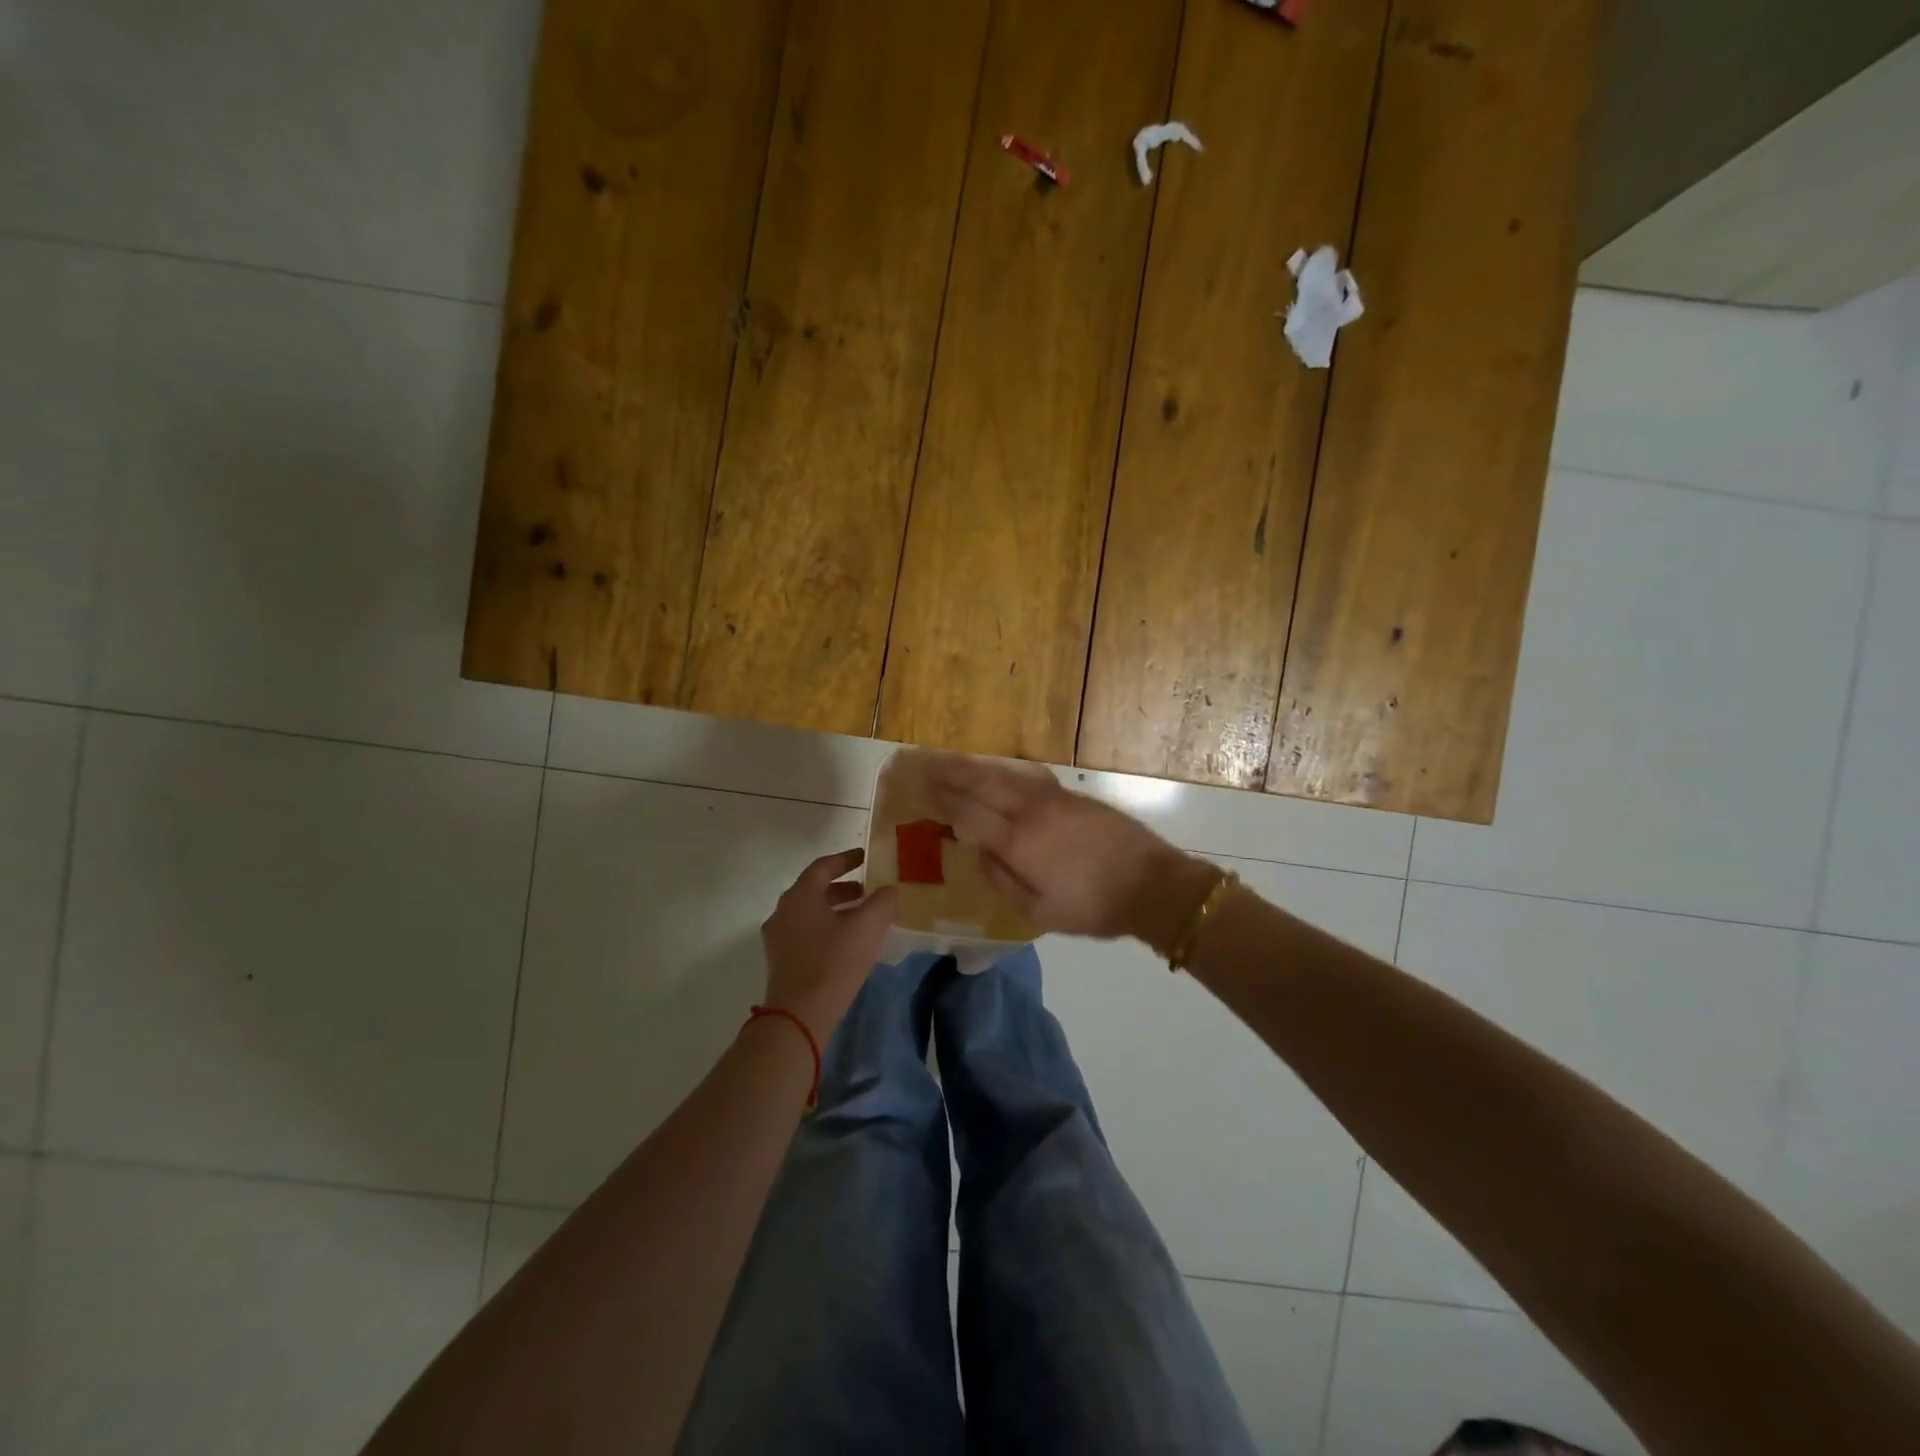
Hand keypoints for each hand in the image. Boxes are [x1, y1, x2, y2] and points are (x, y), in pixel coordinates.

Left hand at [760, 849, 895, 1040]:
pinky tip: (845, 943)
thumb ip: (882, 902)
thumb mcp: (868, 927)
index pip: (823, 866)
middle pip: (814, 889)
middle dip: (842, 887)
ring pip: (809, 913)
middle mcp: (783, 911)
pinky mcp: (780, 961)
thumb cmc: (834, 962)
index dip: (846, 859)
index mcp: (800, 896)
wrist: (800, 1015)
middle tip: (867, 890)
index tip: (865, 858)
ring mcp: (777, 938)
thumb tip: (887, 891)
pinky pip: (805, 933)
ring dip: (835, 910)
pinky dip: (825, 928)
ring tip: (861, 918)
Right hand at [920, 754, 1217, 952]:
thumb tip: (978, 852)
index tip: (918, 787)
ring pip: (1004, 776)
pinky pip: (1027, 778)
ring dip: (974, 767)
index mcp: (1018, 842)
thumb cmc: (1093, 907)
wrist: (1154, 885)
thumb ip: (1002, 880)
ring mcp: (1054, 799)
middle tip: (923, 762)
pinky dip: (1003, 772)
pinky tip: (996, 772)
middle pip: (982, 785)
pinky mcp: (1073, 797)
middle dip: (950, 773)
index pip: (968, 813)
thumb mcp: (1040, 912)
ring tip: (950, 760)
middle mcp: (1030, 812)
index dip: (941, 800)